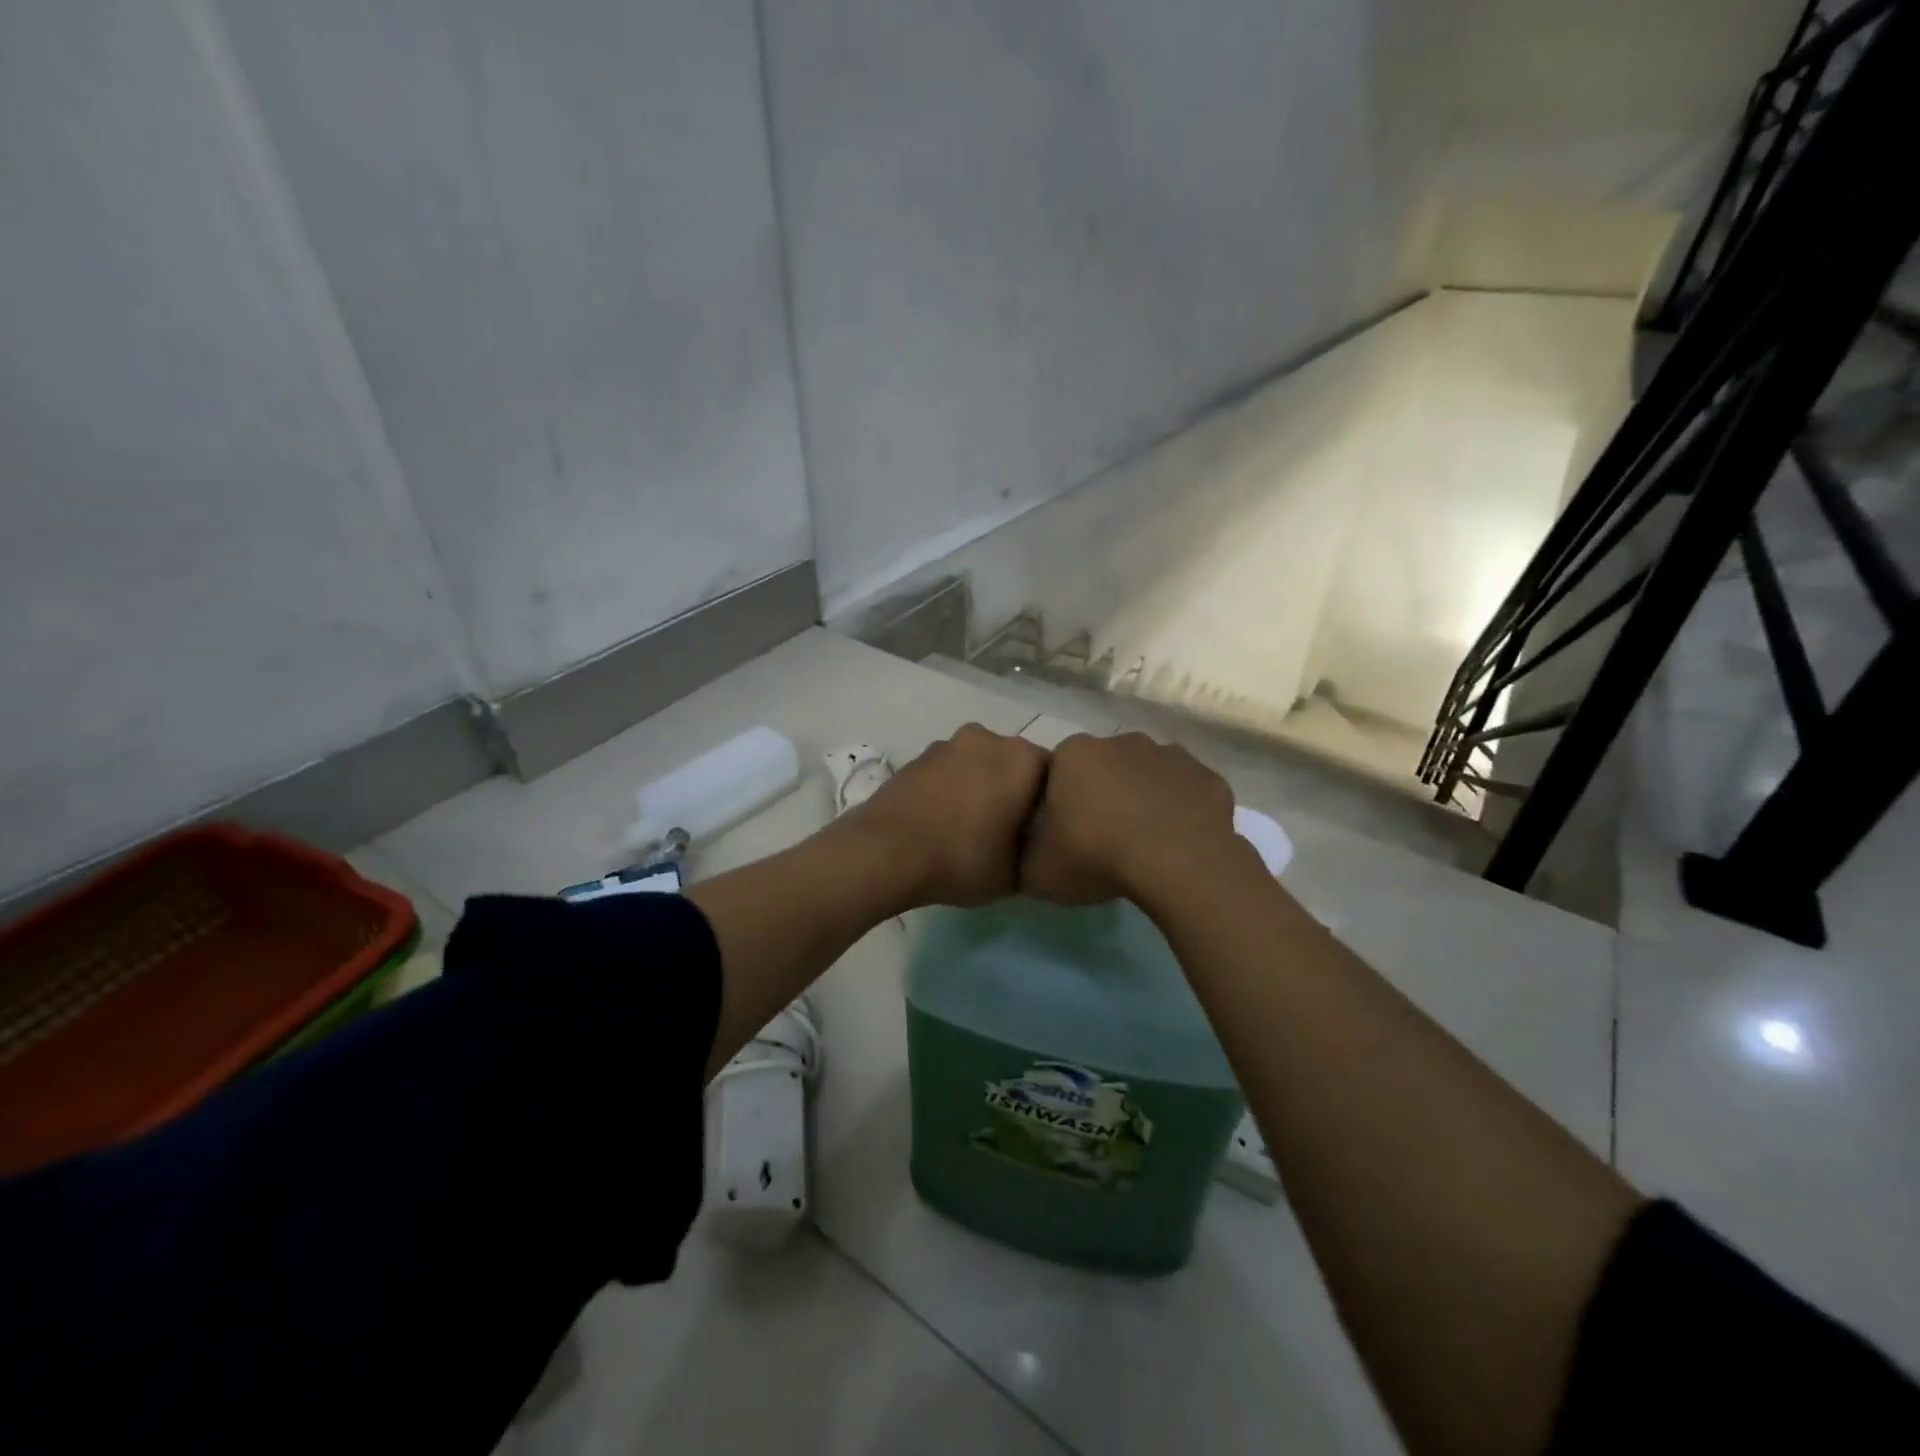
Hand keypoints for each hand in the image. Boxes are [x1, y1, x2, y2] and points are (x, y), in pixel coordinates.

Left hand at [843, 724, 1047, 907]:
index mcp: (1022, 758)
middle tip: (1007, 830)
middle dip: (1013, 790)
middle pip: (1013, 764)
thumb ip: (1036, 852)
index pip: (1054, 776)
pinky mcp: (917, 757)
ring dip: (979, 787)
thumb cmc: (963, 859)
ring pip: (978, 765)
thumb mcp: (1017, 874)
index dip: (1048, 805)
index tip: (1038, 831)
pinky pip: (947, 772)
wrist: (885, 853)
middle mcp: (988, 739)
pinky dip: (950, 790)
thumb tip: (1034, 845)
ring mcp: (947, 744)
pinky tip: (942, 822)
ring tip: (969, 828)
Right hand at [1020, 732, 1243, 905]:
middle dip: (1103, 796)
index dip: (1061, 805)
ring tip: (1144, 844)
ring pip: (1148, 776)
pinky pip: (1187, 793)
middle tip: (1104, 840)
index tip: (1066, 836)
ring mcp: (1169, 755)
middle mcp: (1121, 741)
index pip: (1057, 773)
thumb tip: (1027, 854)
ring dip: (1144, 800)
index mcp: (1074, 754)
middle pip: (1105, 769)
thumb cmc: (1096, 856)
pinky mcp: (1207, 777)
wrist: (1177, 863)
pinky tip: (1179, 843)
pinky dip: (1182, 812)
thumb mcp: (1037, 870)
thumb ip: (1024, 856)